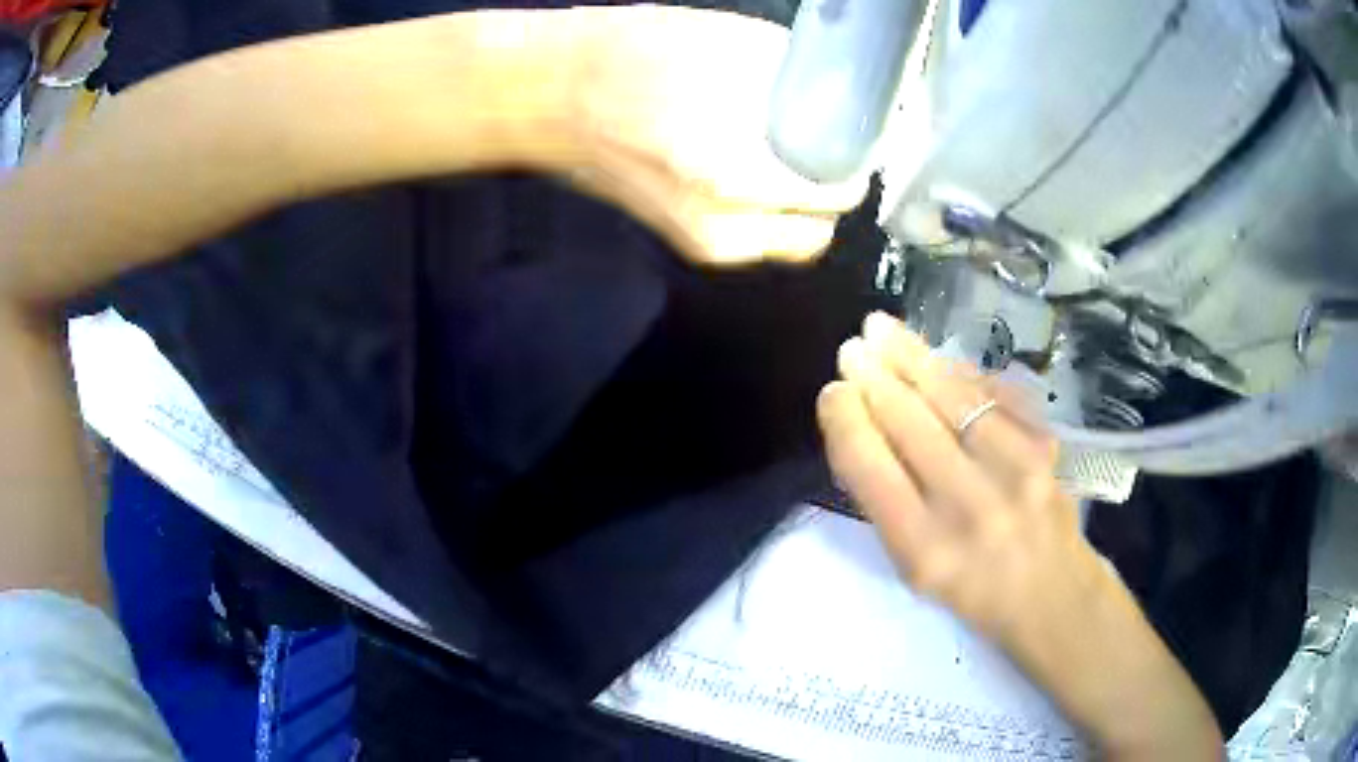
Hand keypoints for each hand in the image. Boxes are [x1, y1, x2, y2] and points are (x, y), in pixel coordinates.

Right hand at [563, 6, 866, 265]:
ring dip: (803, 207)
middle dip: (830, 189)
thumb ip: (796, 78)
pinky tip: (754, 172)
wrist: (549, 96)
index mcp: (731, 170)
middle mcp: (721, 224)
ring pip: (792, 241)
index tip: (856, 140)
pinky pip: (758, 239)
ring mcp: (700, 242)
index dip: (855, 163)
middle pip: (819, 227)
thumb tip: (846, 95)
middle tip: (826, 148)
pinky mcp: (685, 243)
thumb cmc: (632, 53)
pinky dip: (771, 212)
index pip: (835, 192)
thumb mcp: (727, 44)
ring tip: (789, 160)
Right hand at [817, 312, 1221, 758]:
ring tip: (882, 331)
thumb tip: (863, 429)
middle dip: (874, 377)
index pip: (870, 467)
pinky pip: (995, 395)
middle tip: (852, 348)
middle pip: (910, 421)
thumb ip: (887, 503)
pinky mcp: (1045, 447)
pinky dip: (962, 372)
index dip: (845, 420)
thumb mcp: (915, 569)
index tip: (832, 393)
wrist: (1054, 596)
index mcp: (923, 549)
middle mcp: (969, 506)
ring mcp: (1015, 471)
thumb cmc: (974, 593)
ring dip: (912, 357)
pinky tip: (941, 359)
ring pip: (952, 396)